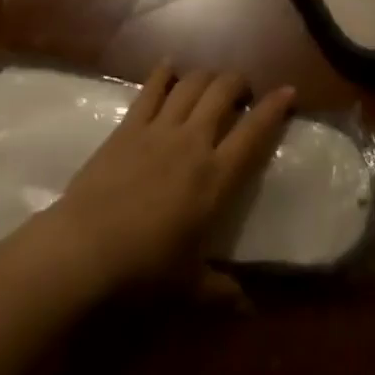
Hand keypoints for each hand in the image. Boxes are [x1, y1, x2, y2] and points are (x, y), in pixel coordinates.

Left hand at [38, 64, 294, 298]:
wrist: (86, 246)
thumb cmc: (144, 268)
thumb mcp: (189, 285)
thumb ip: (221, 291)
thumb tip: (248, 307)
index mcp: (215, 178)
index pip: (253, 133)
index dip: (274, 108)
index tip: (288, 91)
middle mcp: (192, 142)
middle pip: (222, 92)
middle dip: (238, 82)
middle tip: (242, 91)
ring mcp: (159, 128)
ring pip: (191, 83)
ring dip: (206, 75)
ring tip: (211, 81)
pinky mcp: (129, 124)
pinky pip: (151, 88)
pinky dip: (164, 72)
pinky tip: (169, 66)